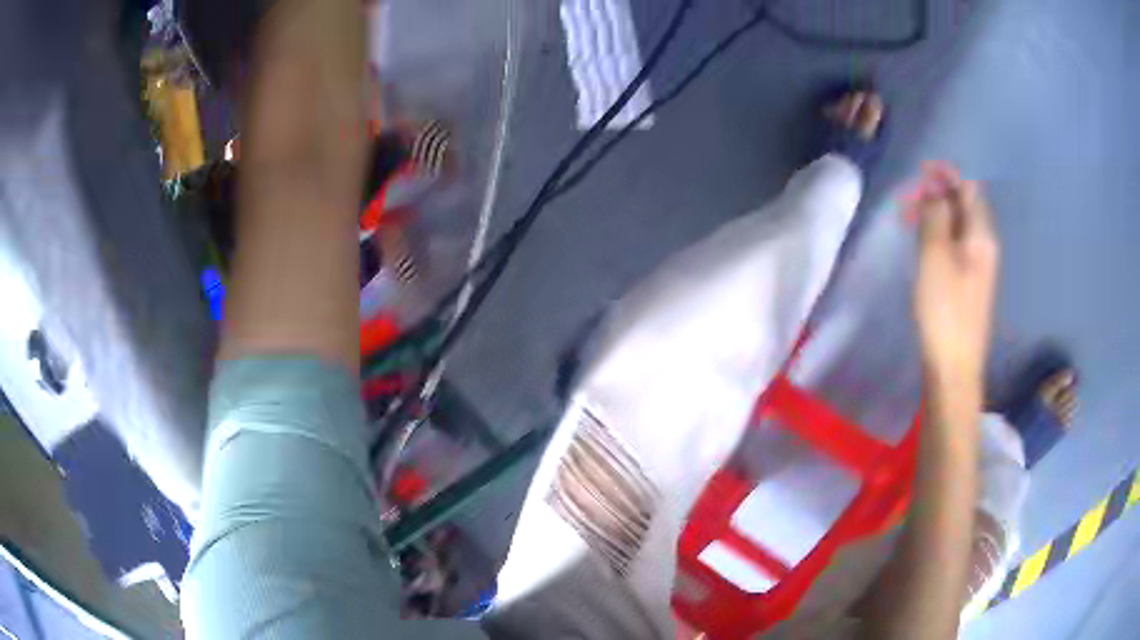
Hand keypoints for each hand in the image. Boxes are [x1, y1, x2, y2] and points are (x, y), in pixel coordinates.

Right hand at [907, 162, 998, 390]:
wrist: (954, 368)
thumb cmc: (944, 311)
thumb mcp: (935, 256)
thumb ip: (935, 216)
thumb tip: (934, 190)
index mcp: (981, 235)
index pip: (968, 188)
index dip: (945, 175)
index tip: (919, 175)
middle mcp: (985, 245)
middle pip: (964, 205)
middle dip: (937, 194)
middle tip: (906, 202)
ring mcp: (979, 266)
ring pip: (958, 225)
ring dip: (936, 215)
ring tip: (909, 221)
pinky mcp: (970, 283)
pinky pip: (956, 244)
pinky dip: (939, 235)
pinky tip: (923, 245)